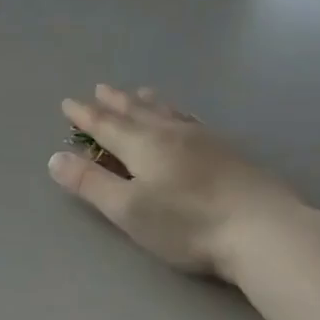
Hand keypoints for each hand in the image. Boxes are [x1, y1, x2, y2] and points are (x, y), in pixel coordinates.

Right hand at [48, 85, 302, 279]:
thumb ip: (90, 183)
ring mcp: (205, 140)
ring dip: (148, 102)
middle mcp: (172, 134)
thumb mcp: (127, 209)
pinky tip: (184, 119)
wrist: (263, 230)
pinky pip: (192, 121)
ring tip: (139, 92)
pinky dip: (177, 113)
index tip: (67, 103)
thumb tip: (56, 158)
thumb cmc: (186, 224)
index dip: (84, 116)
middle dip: (115, 102)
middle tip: (100, 88)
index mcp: (143, 145)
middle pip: (137, 112)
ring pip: (168, 112)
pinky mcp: (230, 153)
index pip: (106, 125)